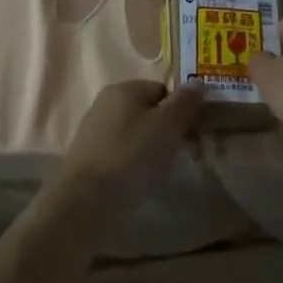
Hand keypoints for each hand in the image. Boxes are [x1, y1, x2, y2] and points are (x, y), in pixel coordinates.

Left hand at [50, 79, 202, 220]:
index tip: (190, 135)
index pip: (162, 90)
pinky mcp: (86, 156)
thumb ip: (184, 102)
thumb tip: (197, 82)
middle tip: (177, 154)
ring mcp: (93, 129)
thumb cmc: (132, 155)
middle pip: (146, 111)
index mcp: (124, 88)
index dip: (180, 110)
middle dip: (164, 130)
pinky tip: (136, 180)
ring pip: (133, 132)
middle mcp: (105, 101)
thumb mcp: (168, 125)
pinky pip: (119, 151)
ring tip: (157, 171)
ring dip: (148, 148)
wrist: (86, 199)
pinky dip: (131, 162)